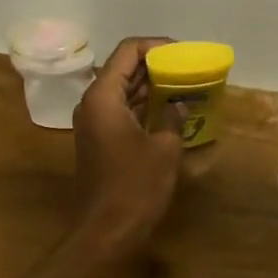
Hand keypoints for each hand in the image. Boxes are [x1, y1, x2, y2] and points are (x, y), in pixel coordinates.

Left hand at [71, 37, 183, 252]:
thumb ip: (172, 118)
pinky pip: (120, 110)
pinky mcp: (98, 140)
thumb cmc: (135, 186)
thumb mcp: (164, 149)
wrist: (105, 231)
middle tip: (186, 67)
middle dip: (154, 65)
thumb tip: (178, 105)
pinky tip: (167, 111)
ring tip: (182, 85)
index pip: (127, 52)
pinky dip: (141, 105)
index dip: (155, 46)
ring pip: (121, 90)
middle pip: (122, 68)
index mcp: (103, 97)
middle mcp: (92, 103)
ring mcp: (92, 123)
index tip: (182, 52)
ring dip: (149, 86)